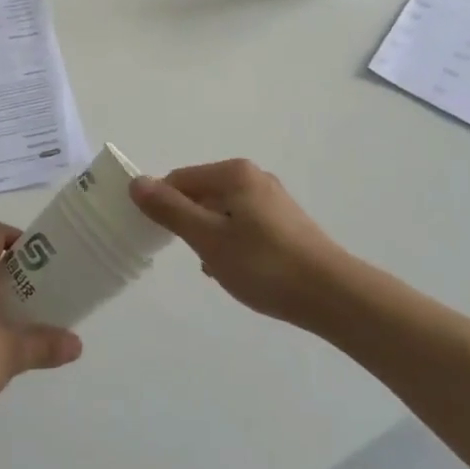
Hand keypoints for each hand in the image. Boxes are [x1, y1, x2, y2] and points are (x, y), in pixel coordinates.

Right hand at [130, 160, 344, 324]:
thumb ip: (170, 210)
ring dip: (211, 237)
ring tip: (220, 269)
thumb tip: (136, 182)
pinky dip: (233, 244)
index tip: (162, 239)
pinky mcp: (287, 223)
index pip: (180, 179)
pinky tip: (240, 272)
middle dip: (190, 224)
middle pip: (202, 193)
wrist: (333, 295)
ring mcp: (273, 200)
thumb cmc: (264, 264)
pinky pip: (243, 225)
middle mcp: (254, 177)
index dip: (164, 206)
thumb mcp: (208, 238)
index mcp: (234, 173)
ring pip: (222, 212)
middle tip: (196, 256)